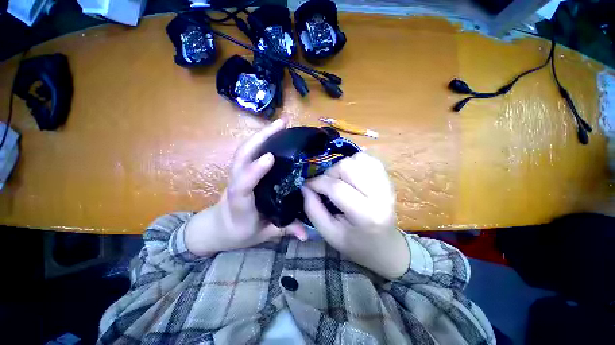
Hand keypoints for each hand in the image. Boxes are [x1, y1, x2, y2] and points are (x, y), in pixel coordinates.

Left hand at [186, 118, 306, 256]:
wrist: (218, 228)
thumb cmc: (239, 233)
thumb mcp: (262, 234)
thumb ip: (284, 230)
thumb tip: (306, 235)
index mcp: (240, 206)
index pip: (242, 187)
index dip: (253, 171)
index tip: (270, 157)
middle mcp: (235, 185)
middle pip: (241, 157)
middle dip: (260, 138)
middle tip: (282, 124)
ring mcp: (237, 175)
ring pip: (244, 151)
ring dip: (261, 135)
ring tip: (281, 125)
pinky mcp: (241, 171)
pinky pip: (249, 152)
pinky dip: (260, 140)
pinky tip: (274, 135)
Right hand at [302, 152, 409, 278]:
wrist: (385, 246)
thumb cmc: (355, 244)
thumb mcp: (329, 233)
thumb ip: (313, 210)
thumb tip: (305, 187)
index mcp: (366, 215)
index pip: (337, 188)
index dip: (317, 183)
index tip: (308, 186)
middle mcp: (380, 195)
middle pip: (348, 166)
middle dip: (331, 173)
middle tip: (328, 186)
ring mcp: (387, 184)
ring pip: (359, 158)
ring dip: (344, 167)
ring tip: (341, 181)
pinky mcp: (388, 178)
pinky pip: (369, 159)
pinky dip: (356, 163)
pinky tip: (353, 176)